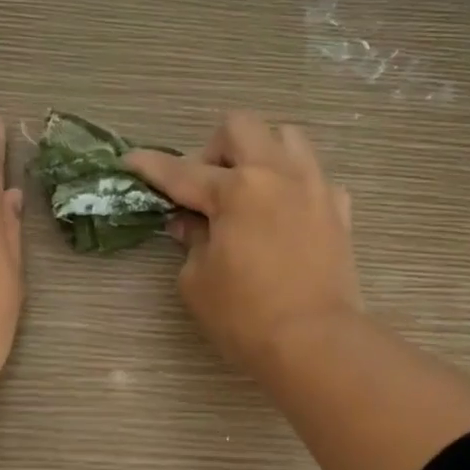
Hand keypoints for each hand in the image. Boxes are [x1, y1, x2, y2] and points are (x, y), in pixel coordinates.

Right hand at [126, 113, 360, 377]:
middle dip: (212, 148)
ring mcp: (314, 188)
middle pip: (240, 127)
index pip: (181, 171)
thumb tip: (188, 223)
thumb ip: (190, 242)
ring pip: (286, 137)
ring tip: (248, 190)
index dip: (151, 167)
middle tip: (204, 187)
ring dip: (259, 153)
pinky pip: (314, 177)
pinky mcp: (338, 210)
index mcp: (236, 190)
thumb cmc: (246, 317)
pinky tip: (283, 215)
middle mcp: (277, 175)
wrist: (315, 342)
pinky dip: (293, 186)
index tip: (131, 161)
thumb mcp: (197, 282)